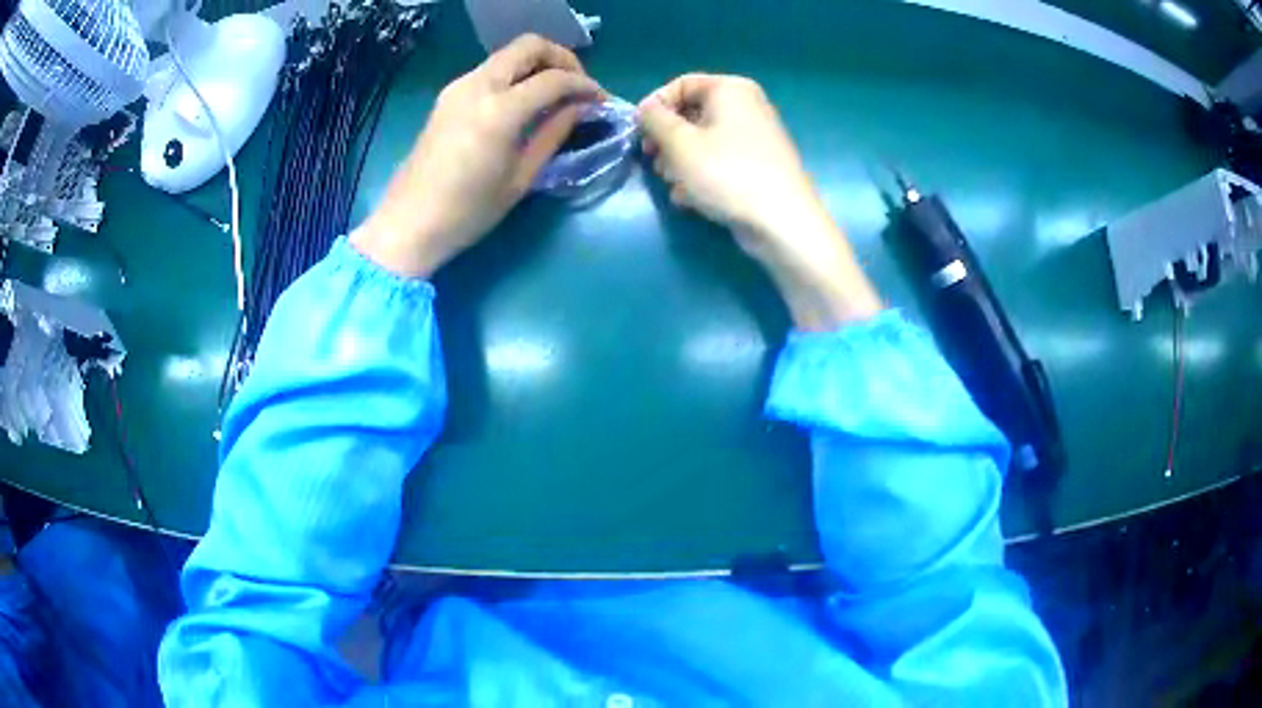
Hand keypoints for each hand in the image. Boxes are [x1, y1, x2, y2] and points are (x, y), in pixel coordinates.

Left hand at [354, 35, 601, 277]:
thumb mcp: (521, 177)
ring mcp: (458, 88)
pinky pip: (491, 70)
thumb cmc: (468, 211)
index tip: (600, 101)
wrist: (409, 223)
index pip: (554, 79)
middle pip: (529, 46)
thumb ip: (554, 134)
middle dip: (562, 59)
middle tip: (577, 86)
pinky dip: (515, 75)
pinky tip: (524, 103)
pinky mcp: (448, 96)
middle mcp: (478, 86)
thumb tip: (580, 108)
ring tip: (554, 95)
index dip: (584, 85)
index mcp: (499, 110)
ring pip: (508, 54)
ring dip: (537, 65)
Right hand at [638, 74, 881, 328]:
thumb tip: (646, 110)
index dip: (655, 107)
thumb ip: (654, 120)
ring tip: (674, 185)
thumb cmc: (726, 173)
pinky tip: (691, 200)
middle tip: (655, 163)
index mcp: (730, 89)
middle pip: (691, 115)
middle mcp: (746, 107)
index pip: (681, 85)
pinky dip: (702, 176)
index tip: (639, 134)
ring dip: (680, 163)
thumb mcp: (679, 143)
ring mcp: (754, 138)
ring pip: (702, 142)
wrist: (781, 221)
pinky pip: (719, 161)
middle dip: (667, 141)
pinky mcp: (757, 166)